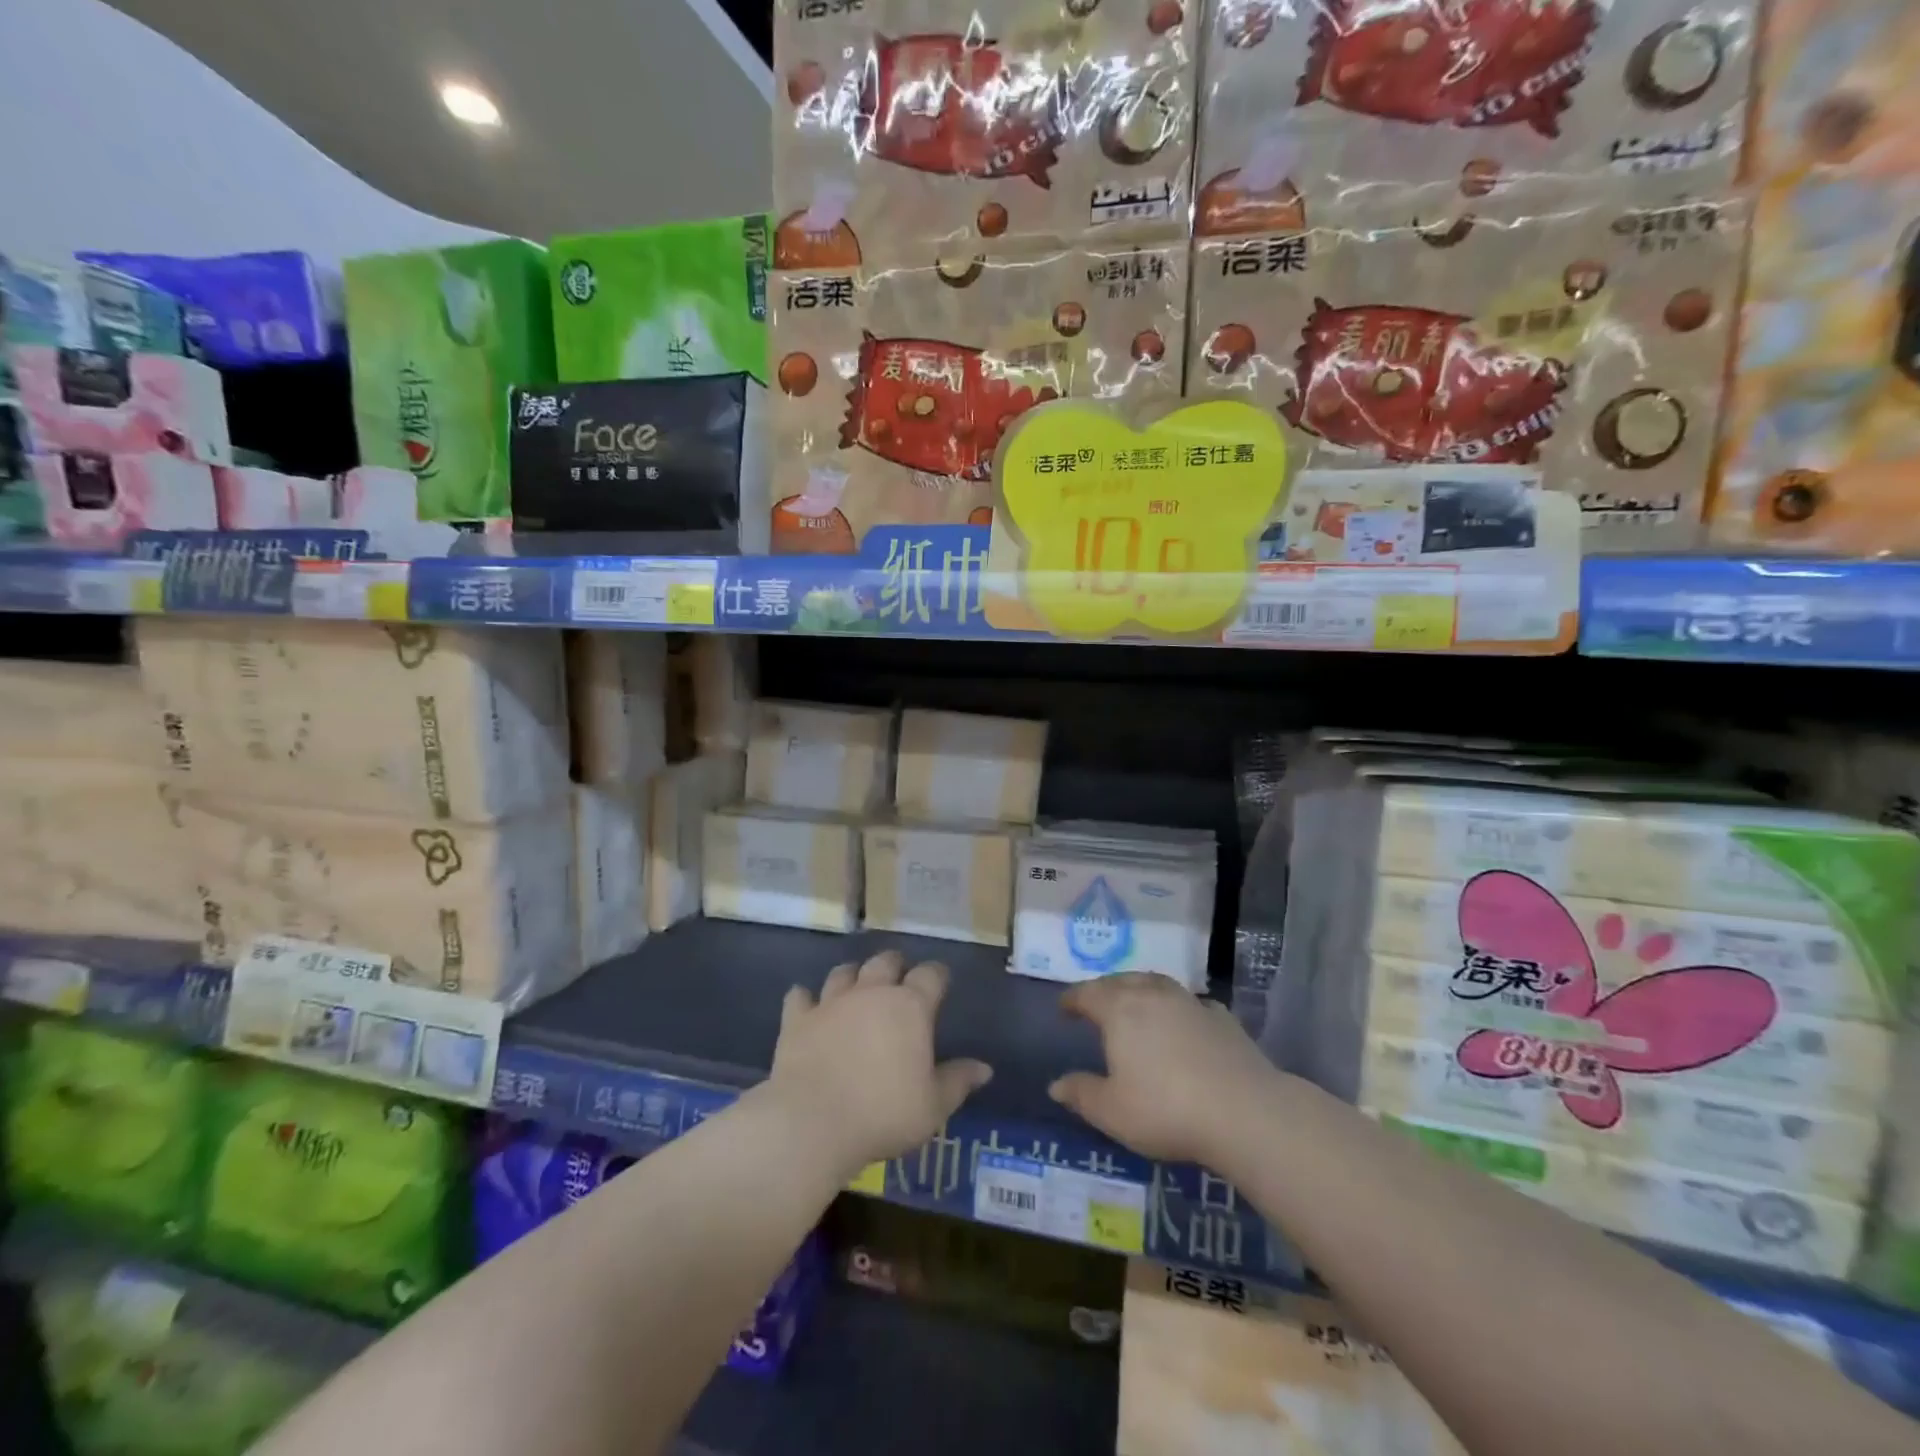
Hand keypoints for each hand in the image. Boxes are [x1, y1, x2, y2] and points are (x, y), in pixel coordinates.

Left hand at [768, 950, 991, 1177]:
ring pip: (843, 972)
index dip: (937, 975)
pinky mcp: (797, 1019)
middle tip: (899, 979)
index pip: (931, 975)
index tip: (941, 982)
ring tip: (855, 985)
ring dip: (852, 976)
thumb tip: (984, 1068)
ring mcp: (831, 1002)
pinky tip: (807, 1005)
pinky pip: (800, 996)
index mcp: (910, 1007)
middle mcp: (871, 993)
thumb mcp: (933, 1106)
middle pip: (885, 962)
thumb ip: (958, 1081)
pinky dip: (805, 999)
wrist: (813, 1122)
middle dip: (895, 966)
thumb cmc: (884, 1114)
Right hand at [1050, 973, 1281, 1167]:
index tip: (1064, 1008)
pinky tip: (1183, 1020)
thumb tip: (1055, 1085)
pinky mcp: (1222, 1017)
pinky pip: (1190, 1002)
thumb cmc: (1166, 1109)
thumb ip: (1081, 1094)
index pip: (1088, 993)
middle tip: (1096, 1002)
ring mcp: (1190, 1002)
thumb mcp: (1112, 1111)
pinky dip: (1178, 1006)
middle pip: (1121, 981)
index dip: (1072, 999)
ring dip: (1141, 988)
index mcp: (1119, 1010)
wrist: (1244, 1111)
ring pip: (1157, 983)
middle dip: (1104, 989)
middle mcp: (1152, 995)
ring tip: (1136, 1002)